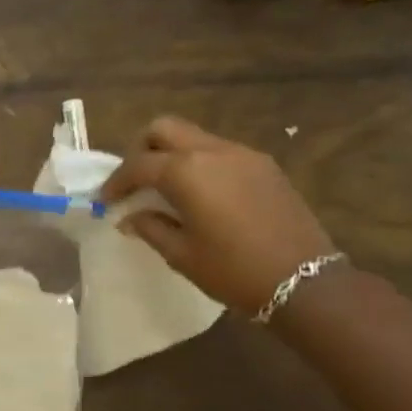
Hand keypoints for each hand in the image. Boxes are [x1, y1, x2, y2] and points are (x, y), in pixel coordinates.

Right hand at [100, 117, 337, 313]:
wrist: (305, 281)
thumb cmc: (233, 270)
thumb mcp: (182, 254)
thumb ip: (150, 227)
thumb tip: (130, 216)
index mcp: (187, 172)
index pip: (138, 165)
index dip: (116, 182)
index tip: (106, 201)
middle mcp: (213, 151)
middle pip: (164, 129)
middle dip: (142, 150)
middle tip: (135, 181)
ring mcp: (243, 155)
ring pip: (194, 137)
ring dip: (173, 155)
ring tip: (166, 189)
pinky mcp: (264, 166)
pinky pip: (220, 152)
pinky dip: (200, 164)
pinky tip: (201, 195)